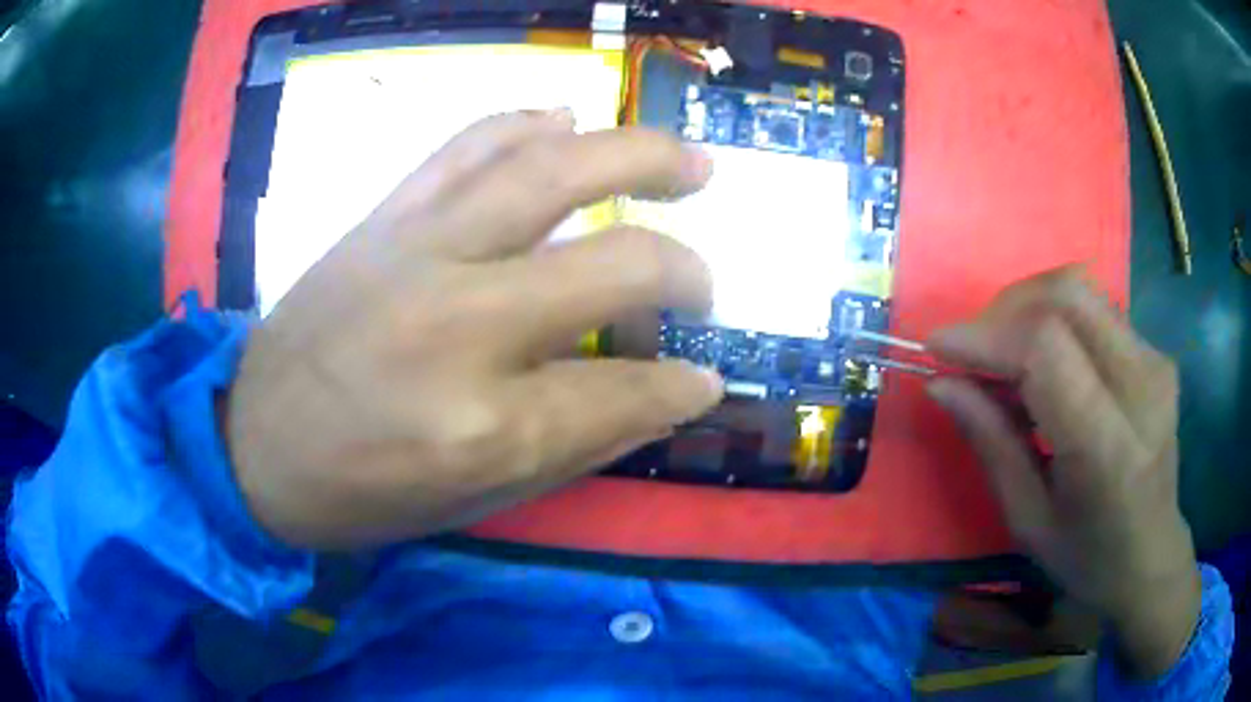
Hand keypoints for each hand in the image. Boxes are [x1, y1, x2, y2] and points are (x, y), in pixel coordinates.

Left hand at [224, 111, 722, 549]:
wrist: (250, 439)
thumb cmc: (357, 491)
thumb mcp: (475, 501)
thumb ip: (580, 445)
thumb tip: (668, 396)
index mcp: (484, 428)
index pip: (625, 393)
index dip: (683, 389)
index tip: (706, 378)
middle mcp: (460, 324)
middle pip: (614, 264)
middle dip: (683, 270)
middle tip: (705, 278)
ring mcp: (417, 252)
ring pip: (551, 169)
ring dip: (639, 154)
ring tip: (691, 161)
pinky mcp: (383, 217)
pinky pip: (470, 144)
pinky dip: (530, 123)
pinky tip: (570, 120)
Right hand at [926, 267, 1199, 677]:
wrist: (1152, 555)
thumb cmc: (1087, 557)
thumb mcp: (1028, 520)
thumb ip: (990, 443)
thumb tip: (940, 382)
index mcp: (1107, 446)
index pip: (1045, 347)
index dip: (986, 334)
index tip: (937, 347)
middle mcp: (1140, 385)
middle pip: (1065, 296)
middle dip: (1004, 309)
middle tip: (971, 349)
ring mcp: (1154, 361)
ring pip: (1079, 289)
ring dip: (1027, 307)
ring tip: (1003, 353)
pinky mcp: (1155, 352)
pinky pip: (1095, 308)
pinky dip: (1053, 318)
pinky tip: (1042, 361)